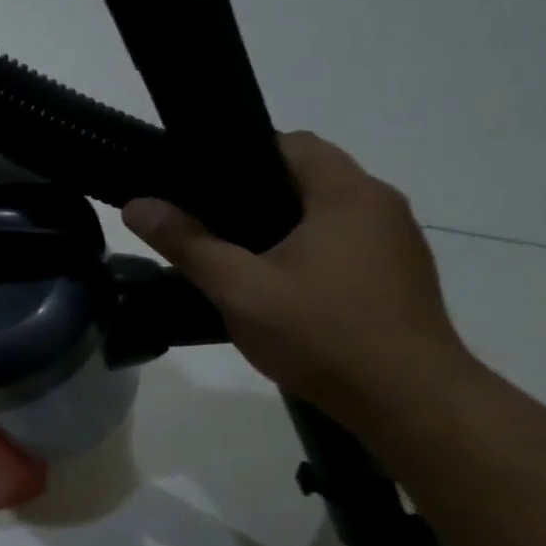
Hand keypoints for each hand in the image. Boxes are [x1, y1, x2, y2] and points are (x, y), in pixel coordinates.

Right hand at [122, 133, 473, 419]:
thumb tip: (137, 206)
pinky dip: (305, 252)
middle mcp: (379, 205)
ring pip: (323, 214)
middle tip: (204, 227)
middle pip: (306, 178)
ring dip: (279, 228)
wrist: (408, 401)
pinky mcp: (396, 275)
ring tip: (232, 260)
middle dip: (252, 197)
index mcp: (347, 194)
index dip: (240, 157)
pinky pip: (341, 244)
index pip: (292, 144)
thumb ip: (187, 243)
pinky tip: (277, 290)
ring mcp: (394, 242)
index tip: (199, 187)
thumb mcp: (239, 289)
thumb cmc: (322, 334)